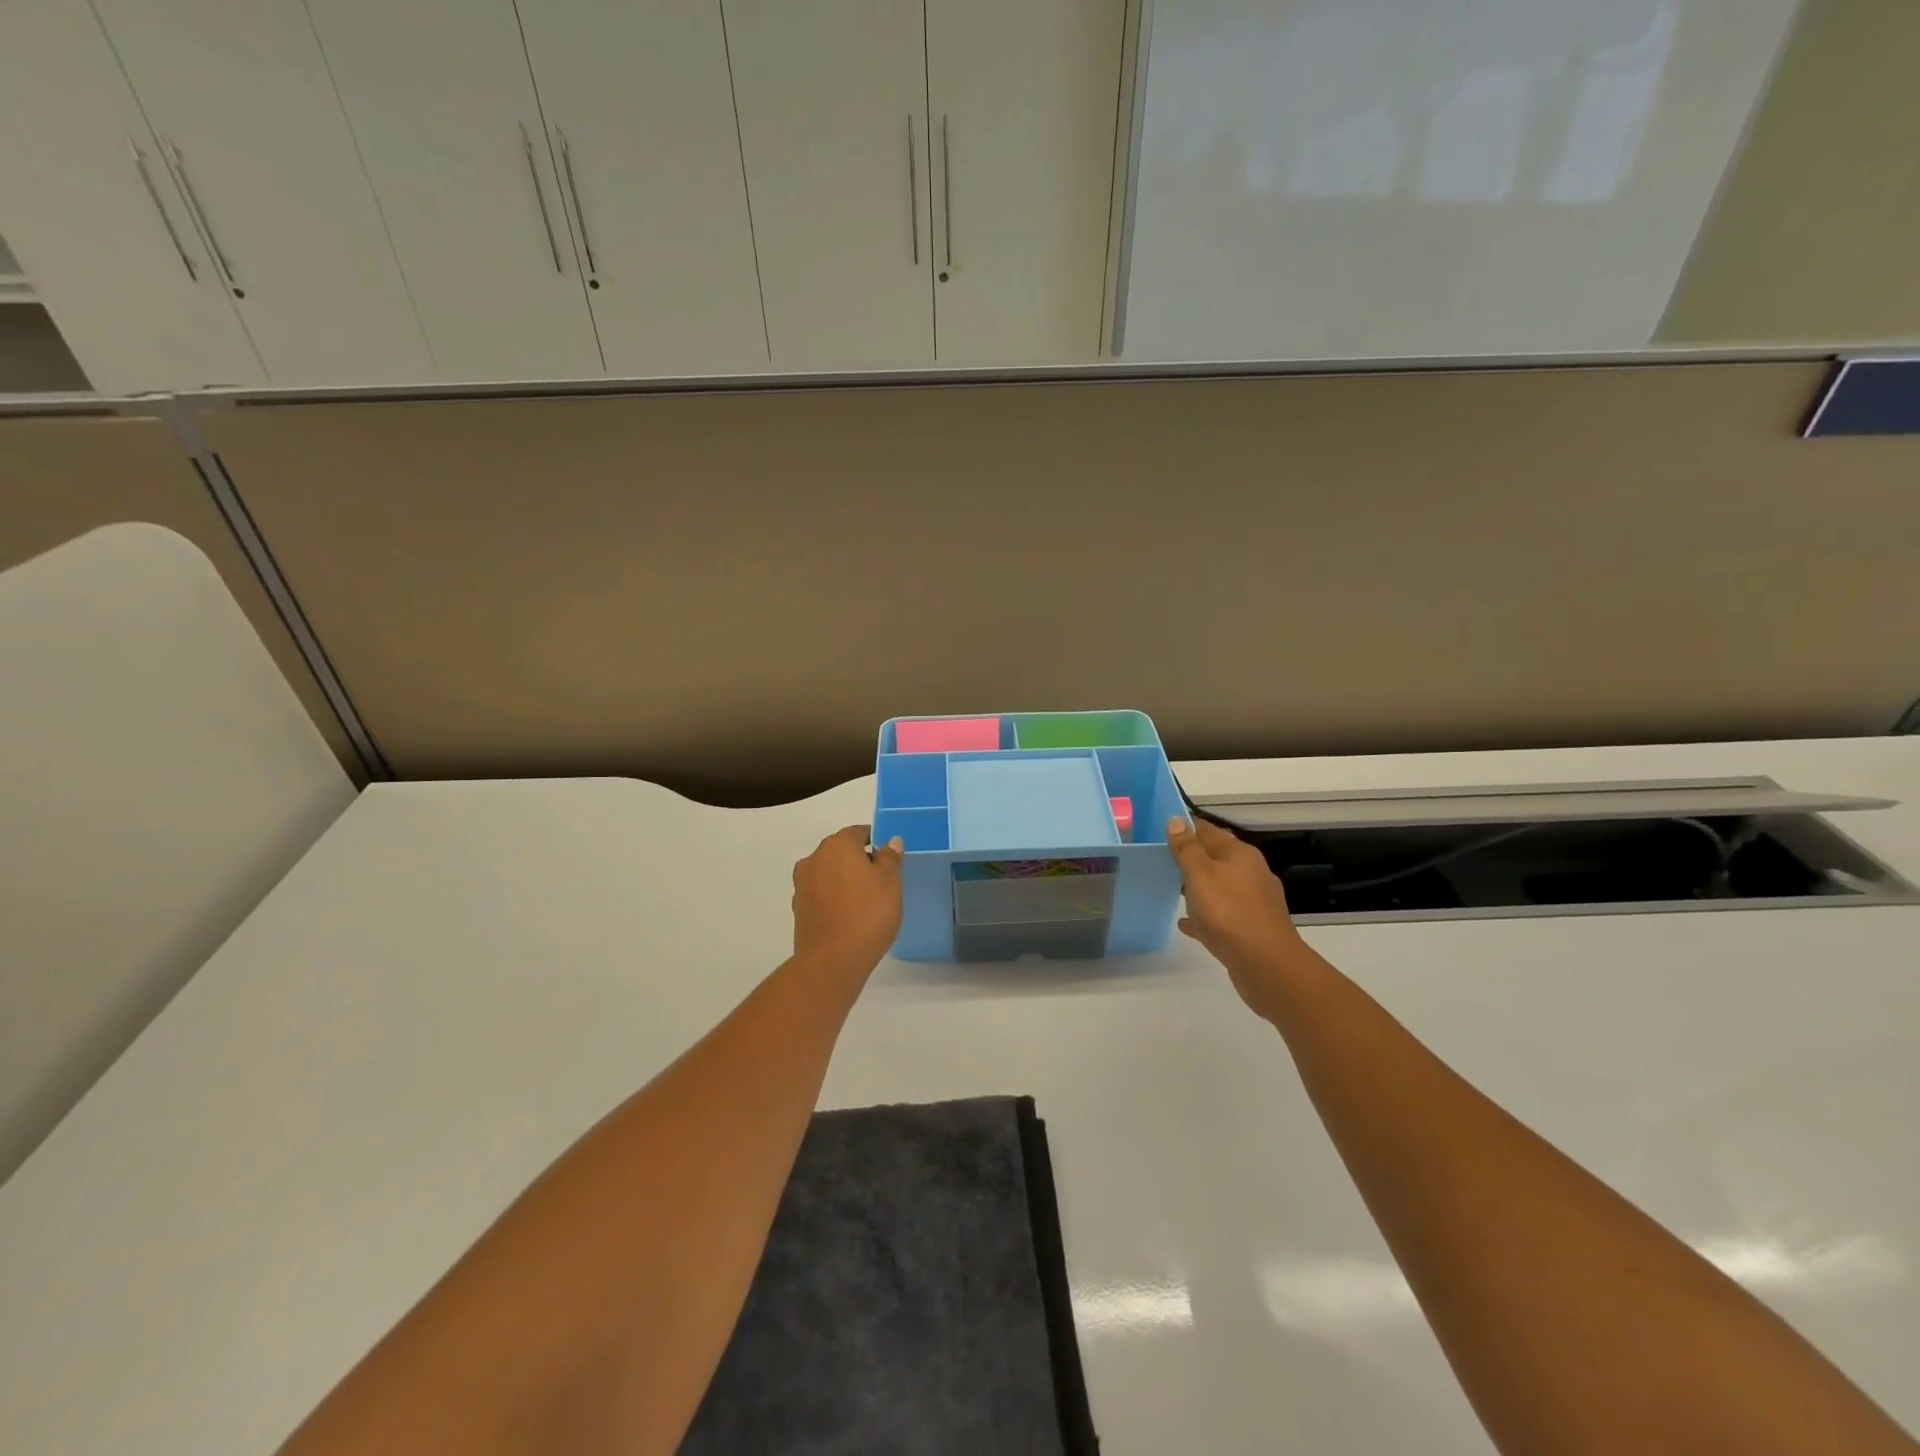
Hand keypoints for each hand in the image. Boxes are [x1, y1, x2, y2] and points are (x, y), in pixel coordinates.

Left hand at [791, 825, 904, 978]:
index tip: (890, 861)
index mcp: (837, 845)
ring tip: (866, 902)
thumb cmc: (867, 914)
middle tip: (882, 882)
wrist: (831, 961)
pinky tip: (849, 916)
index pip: (858, 833)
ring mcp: (802, 884)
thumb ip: (890, 858)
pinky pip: (821, 894)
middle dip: (859, 861)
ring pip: (829, 873)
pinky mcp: (799, 909)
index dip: (876, 842)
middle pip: (841, 852)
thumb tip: (889, 841)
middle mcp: (814, 858)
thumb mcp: (890, 882)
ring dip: (845, 880)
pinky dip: (834, 898)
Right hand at [1166, 817, 1307, 1017]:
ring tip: (1169, 889)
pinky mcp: (1251, 928)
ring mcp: (1253, 902)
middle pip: (1215, 858)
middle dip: (1190, 858)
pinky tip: (1185, 923)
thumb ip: (1187, 848)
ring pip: (1218, 887)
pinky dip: (1204, 915)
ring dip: (1197, 887)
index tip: (1159, 830)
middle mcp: (1250, 873)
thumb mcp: (1200, 874)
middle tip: (1159, 859)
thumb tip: (1176, 820)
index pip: (1208, 830)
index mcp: (1240, 854)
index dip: (1185, 827)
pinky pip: (1221, 915)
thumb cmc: (1228, 912)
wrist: (1266, 965)